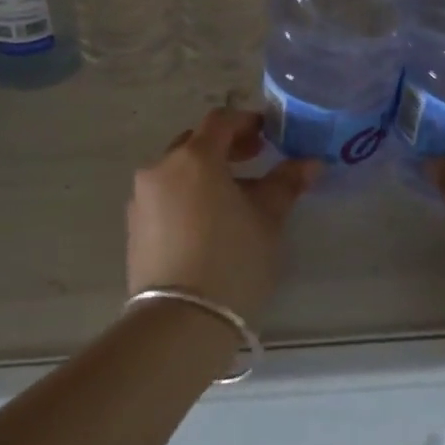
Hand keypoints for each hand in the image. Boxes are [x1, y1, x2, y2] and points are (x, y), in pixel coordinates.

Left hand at [126, 108, 321, 323]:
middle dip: (225, 146)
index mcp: (194, 157)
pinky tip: (208, 221)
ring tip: (234, 196)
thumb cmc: (232, 261)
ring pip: (177, 170)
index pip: (220, 121)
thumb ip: (285, 184)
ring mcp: (142, 198)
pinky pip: (164, 195)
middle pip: (194, 142)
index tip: (269, 134)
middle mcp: (161, 168)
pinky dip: (187, 194)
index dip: (246, 122)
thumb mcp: (267, 220)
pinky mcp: (134, 226)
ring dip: (205, 172)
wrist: (179, 323)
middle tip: (255, 159)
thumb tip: (310, 163)